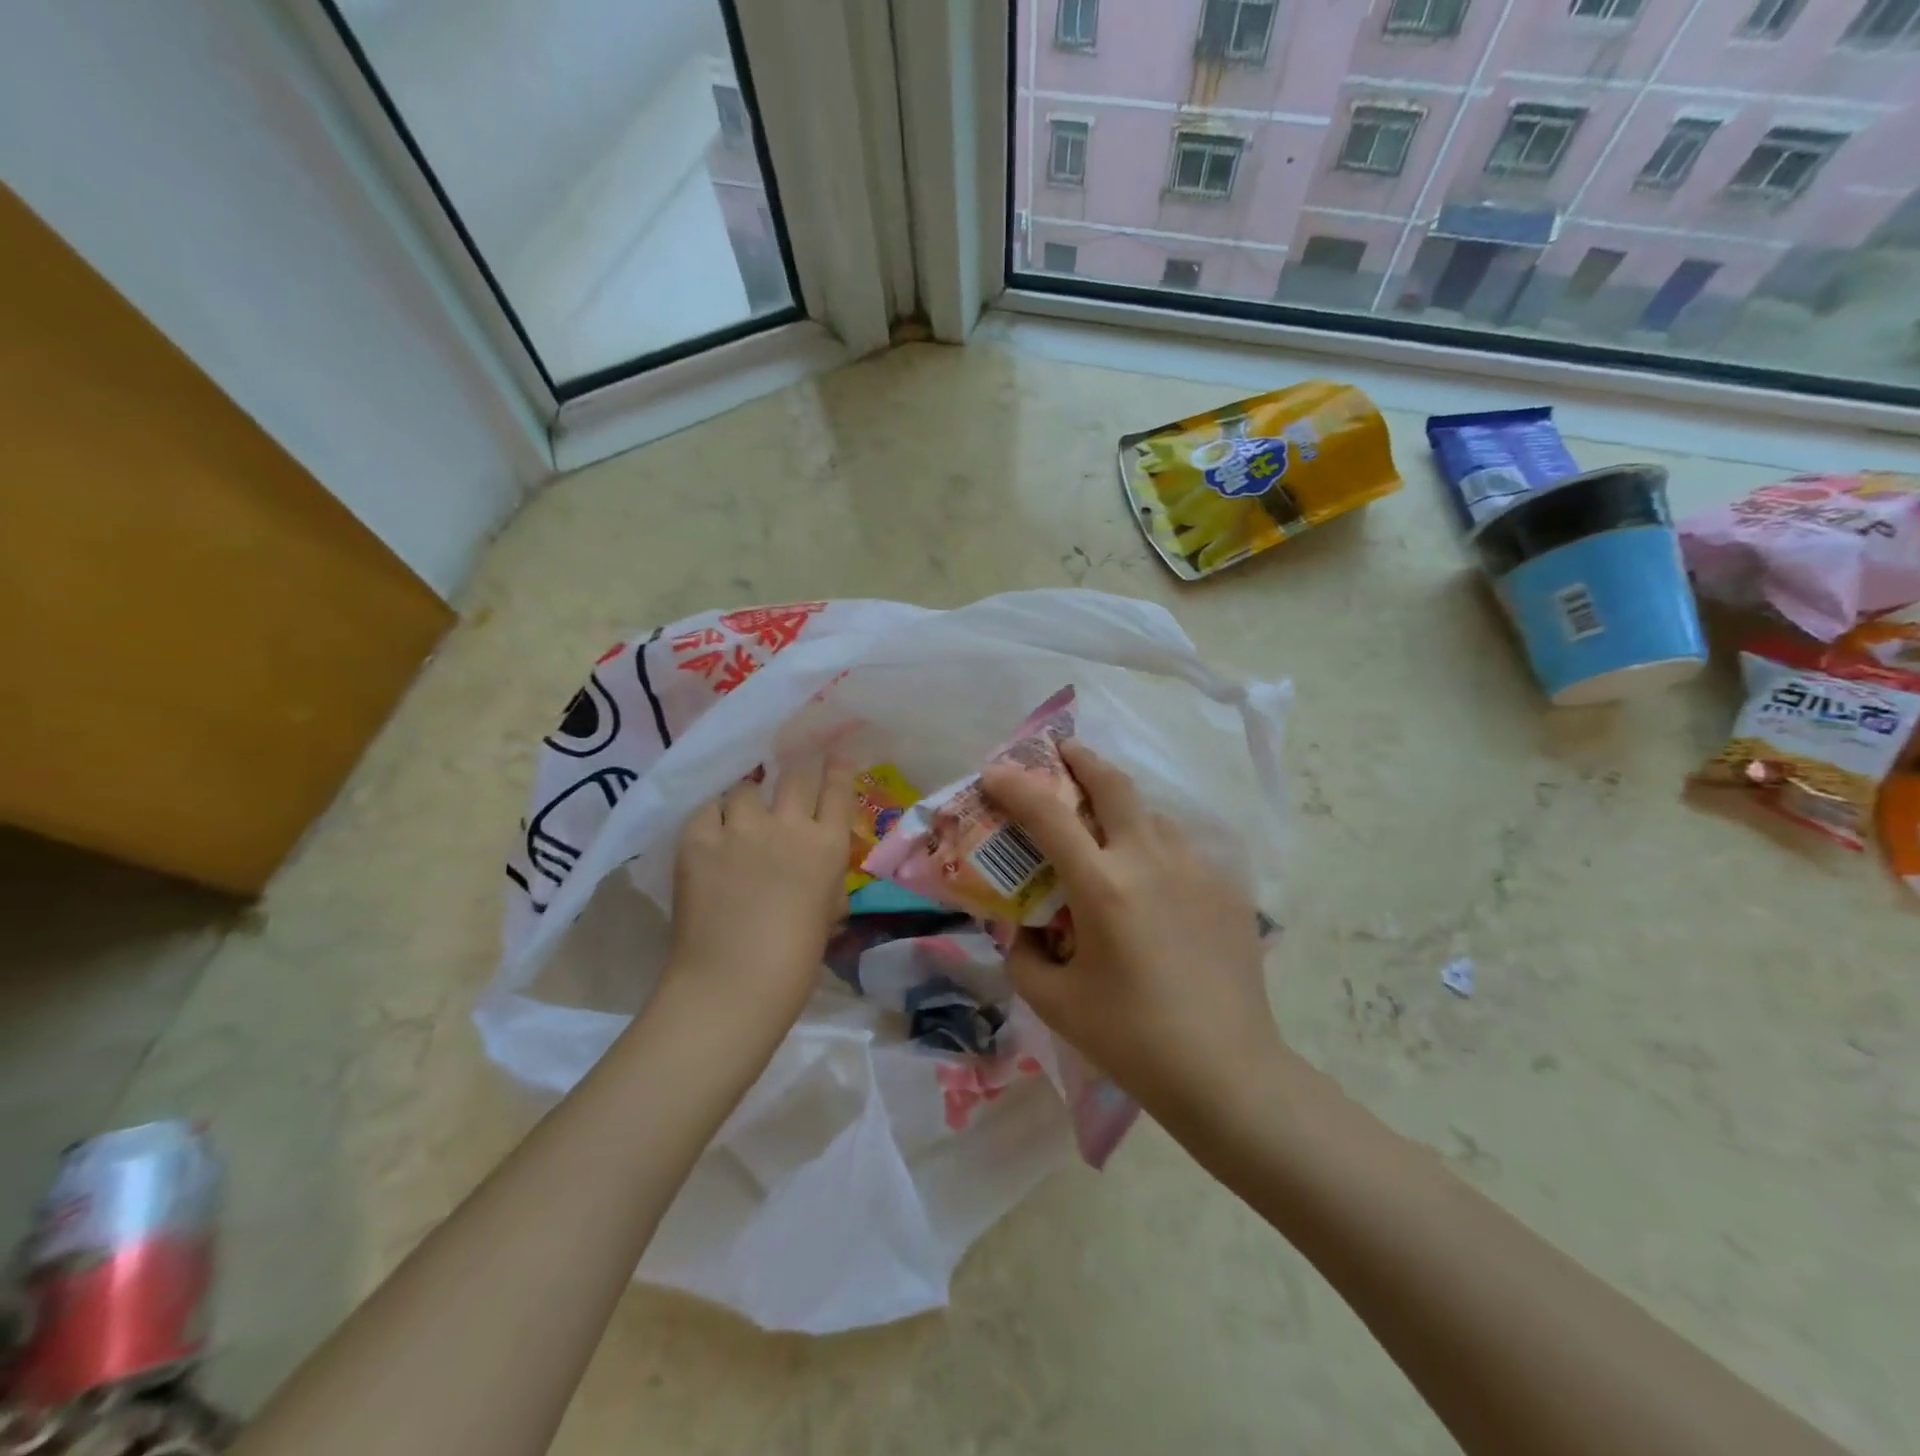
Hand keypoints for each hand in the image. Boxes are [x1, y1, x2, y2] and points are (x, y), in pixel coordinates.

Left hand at [664, 756, 854, 1028]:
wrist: (733, 985)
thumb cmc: (794, 963)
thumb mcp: (827, 915)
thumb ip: (825, 882)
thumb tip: (817, 870)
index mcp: (827, 847)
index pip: (838, 791)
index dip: (838, 769)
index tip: (835, 755)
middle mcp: (788, 826)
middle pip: (795, 776)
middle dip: (794, 772)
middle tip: (788, 777)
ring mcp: (741, 829)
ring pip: (746, 789)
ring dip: (748, 799)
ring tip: (741, 815)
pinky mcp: (699, 839)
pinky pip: (706, 809)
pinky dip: (712, 817)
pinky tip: (711, 832)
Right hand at [981, 740, 1285, 1123]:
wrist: (1228, 1073)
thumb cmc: (1132, 1040)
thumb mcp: (1055, 1002)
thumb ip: (1023, 956)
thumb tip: (1021, 929)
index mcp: (1103, 887)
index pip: (1049, 815)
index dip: (1016, 786)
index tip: (995, 772)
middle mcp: (1151, 861)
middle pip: (1115, 784)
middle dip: (1082, 759)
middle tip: (1063, 753)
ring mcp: (1196, 870)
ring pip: (1152, 815)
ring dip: (1122, 808)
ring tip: (1106, 829)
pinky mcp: (1226, 888)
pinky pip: (1181, 850)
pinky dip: (1154, 849)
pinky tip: (1152, 885)